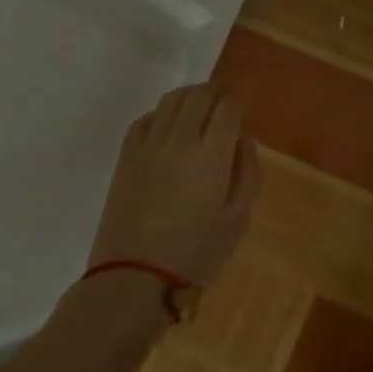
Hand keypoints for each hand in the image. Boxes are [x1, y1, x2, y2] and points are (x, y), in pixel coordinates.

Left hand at [87, 83, 259, 285]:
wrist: (134, 278)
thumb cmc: (196, 254)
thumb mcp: (238, 220)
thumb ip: (247, 175)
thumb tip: (244, 141)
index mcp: (211, 156)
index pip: (227, 109)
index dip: (236, 105)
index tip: (240, 113)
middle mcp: (179, 141)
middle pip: (198, 95)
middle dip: (215, 93)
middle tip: (222, 103)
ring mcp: (147, 146)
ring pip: (170, 100)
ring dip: (188, 96)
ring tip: (198, 108)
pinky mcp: (125, 157)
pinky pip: (145, 119)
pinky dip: (161, 114)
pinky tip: (168, 128)